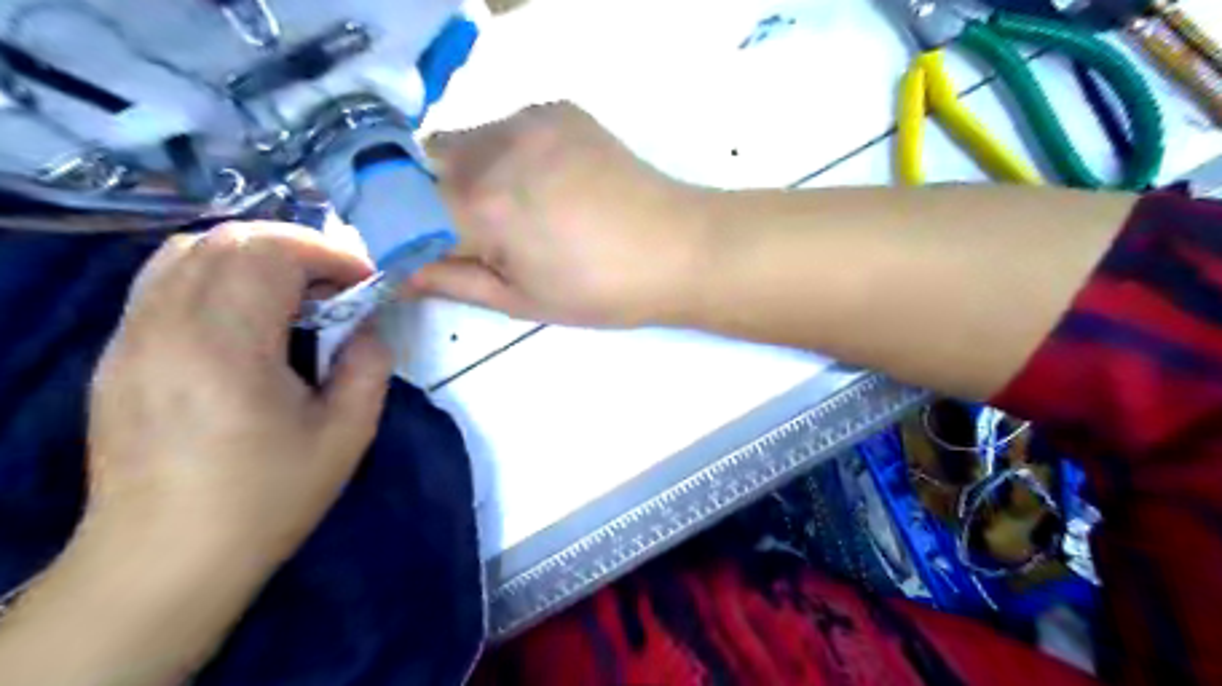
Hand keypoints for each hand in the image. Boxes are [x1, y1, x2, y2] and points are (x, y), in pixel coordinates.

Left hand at [87, 222, 390, 570]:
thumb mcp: (346, 434)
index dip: (328, 253)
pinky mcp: (119, 352)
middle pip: (228, 239)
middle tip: (336, 285)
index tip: (364, 282)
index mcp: (225, 347)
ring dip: (255, 256)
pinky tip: (248, 315)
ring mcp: (131, 336)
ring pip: (189, 250)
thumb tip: (367, 325)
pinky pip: (165, 280)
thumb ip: (368, 364)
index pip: (270, 253)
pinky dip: (217, 274)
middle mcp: (166, 326)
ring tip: (296, 293)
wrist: (163, 558)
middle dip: (297, 248)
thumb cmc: (266, 498)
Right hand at [416, 100, 711, 326]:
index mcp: (482, 207)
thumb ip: (449, 281)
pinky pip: (505, 126)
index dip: (405, 233)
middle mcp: (494, 149)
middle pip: (424, 163)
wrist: (677, 248)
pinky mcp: (558, 110)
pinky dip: (504, 153)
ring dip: (466, 172)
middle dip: (429, 198)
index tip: (421, 252)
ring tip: (513, 209)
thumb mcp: (520, 300)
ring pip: (463, 140)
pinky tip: (542, 182)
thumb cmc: (601, 290)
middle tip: (472, 234)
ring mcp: (529, 121)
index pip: (402, 209)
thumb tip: (396, 273)